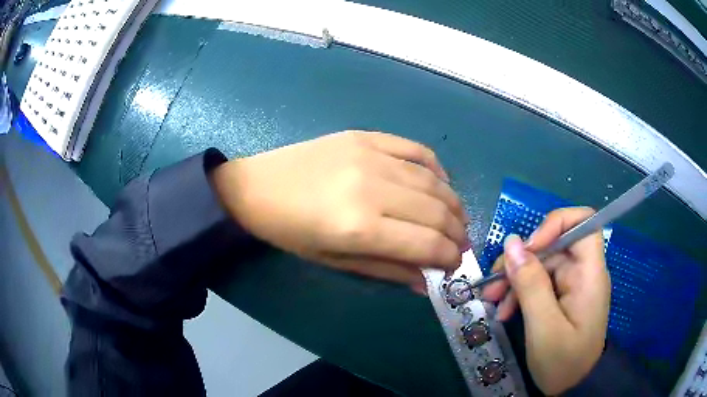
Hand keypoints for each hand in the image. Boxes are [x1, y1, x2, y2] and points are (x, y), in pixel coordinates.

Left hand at [211, 131, 468, 292]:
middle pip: (436, 211)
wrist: (257, 187)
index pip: (426, 243)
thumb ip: (386, 270)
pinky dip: (436, 168)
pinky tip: (440, 183)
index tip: (454, 265)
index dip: (448, 257)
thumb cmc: (290, 232)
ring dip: (453, 203)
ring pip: (432, 181)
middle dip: (457, 233)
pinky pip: (415, 149)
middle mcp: (372, 188)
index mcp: (359, 228)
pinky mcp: (366, 136)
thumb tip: (426, 282)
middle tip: (460, 245)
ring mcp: (370, 155)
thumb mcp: (334, 261)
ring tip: (456, 219)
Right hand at [482, 207, 609, 394]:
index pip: (584, 222)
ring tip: (493, 301)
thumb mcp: (544, 327)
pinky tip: (505, 311)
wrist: (571, 387)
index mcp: (590, 273)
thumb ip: (530, 284)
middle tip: (493, 285)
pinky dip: (520, 293)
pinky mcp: (562, 297)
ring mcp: (572, 285)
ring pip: (542, 265)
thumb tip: (512, 242)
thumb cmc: (563, 361)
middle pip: (554, 245)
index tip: (528, 247)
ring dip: (515, 279)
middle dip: (522, 261)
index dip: (555, 223)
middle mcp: (583, 272)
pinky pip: (539, 283)